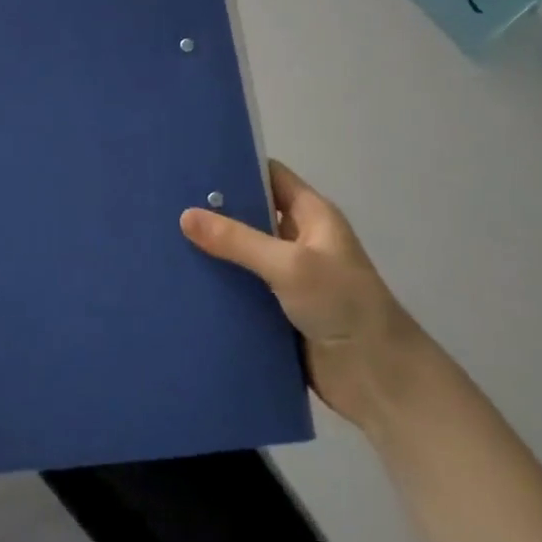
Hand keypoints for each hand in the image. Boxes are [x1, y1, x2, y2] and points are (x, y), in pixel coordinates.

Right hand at [181, 161, 415, 428]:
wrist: (377, 377)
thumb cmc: (342, 304)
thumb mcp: (290, 264)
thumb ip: (238, 240)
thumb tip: (185, 216)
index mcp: (312, 215)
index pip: (270, 176)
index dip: (236, 166)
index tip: (192, 164)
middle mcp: (298, 240)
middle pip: (251, 214)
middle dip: (214, 210)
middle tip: (165, 202)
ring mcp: (287, 277)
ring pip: (241, 254)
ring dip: (212, 250)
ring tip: (163, 239)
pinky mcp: (276, 310)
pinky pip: (241, 289)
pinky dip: (217, 285)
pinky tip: (181, 282)